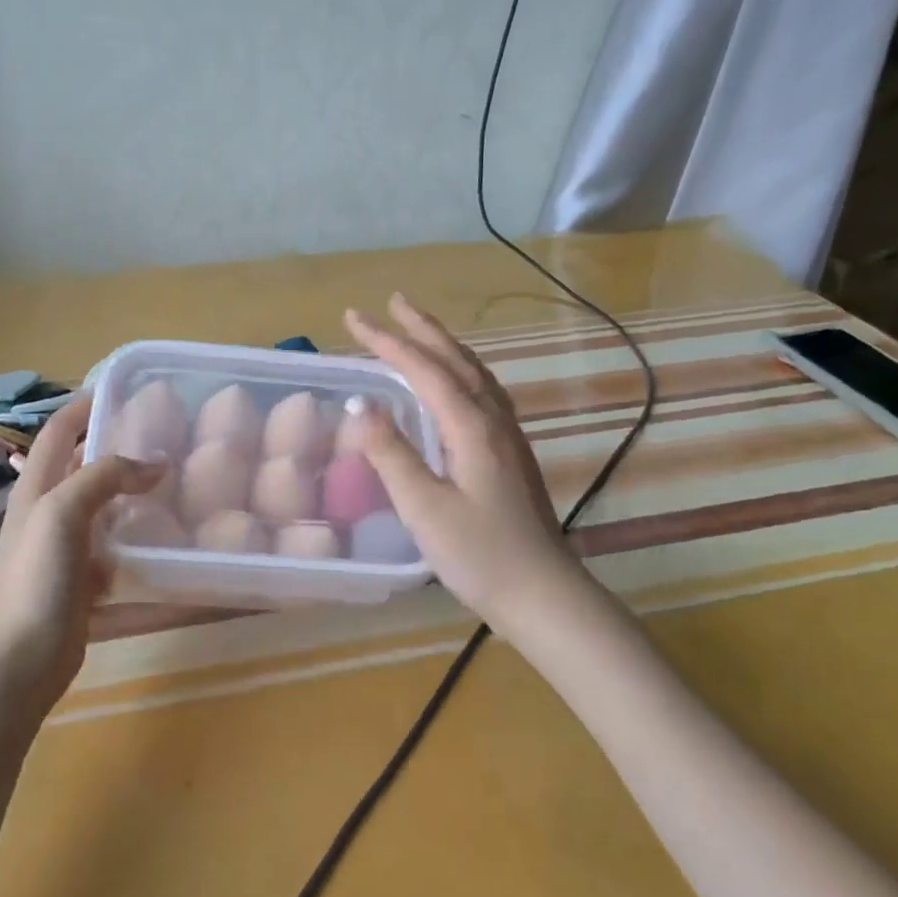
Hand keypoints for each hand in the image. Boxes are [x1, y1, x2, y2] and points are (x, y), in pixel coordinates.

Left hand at [0, 394, 163, 709]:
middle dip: (116, 443)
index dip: (84, 404)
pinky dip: (136, 533)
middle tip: (163, 434)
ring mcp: (65, 546)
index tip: (124, 388)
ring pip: (102, 504)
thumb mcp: (63, 513)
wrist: (20, 661)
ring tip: (174, 477)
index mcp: (36, 486)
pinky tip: (165, 532)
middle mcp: (49, 509)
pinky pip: (114, 543)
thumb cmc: (35, 579)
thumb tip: (155, 465)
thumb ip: (105, 478)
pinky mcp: (83, 578)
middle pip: (82, 463)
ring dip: (131, 489)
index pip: (58, 429)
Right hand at [344, 295, 588, 636]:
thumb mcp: (425, 507)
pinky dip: (459, 370)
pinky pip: (481, 391)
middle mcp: (493, 420)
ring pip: (473, 372)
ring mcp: (507, 435)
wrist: (543, 594)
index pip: (424, 368)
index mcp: (471, 427)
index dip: (387, 341)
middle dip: (420, 328)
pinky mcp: (509, 453)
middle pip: (455, 359)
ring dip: (443, 345)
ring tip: (418, 329)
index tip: (354, 318)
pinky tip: (453, 382)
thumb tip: (360, 405)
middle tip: (391, 302)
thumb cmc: (480, 554)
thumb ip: (392, 453)